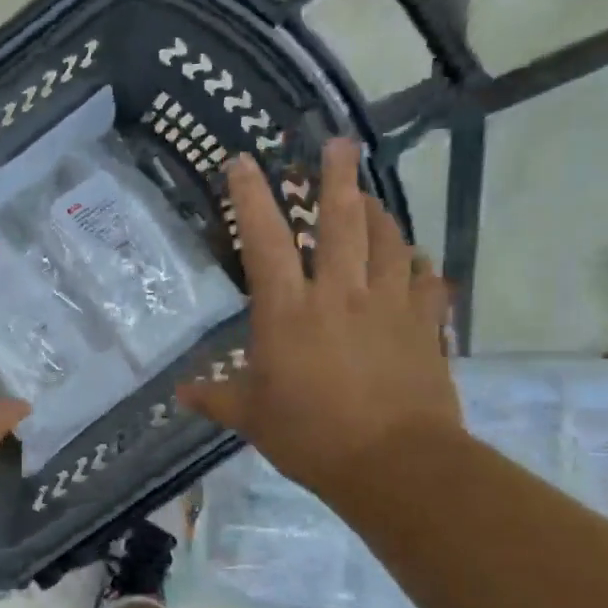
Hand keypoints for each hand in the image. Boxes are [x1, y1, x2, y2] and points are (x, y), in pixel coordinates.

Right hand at [177, 139, 460, 493]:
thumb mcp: (252, 418)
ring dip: (379, 213)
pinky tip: (416, 261)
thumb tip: (181, 394)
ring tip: (371, 196)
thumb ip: (217, 398)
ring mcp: (387, 306)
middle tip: (339, 143)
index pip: (263, 240)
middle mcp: (338, 294)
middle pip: (341, 221)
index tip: (243, 162)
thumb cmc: (311, 436)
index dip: (251, 197)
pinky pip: (427, 282)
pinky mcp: (424, 325)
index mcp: (287, 311)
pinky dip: (419, 266)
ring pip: (388, 242)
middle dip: (337, 177)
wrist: (394, 464)